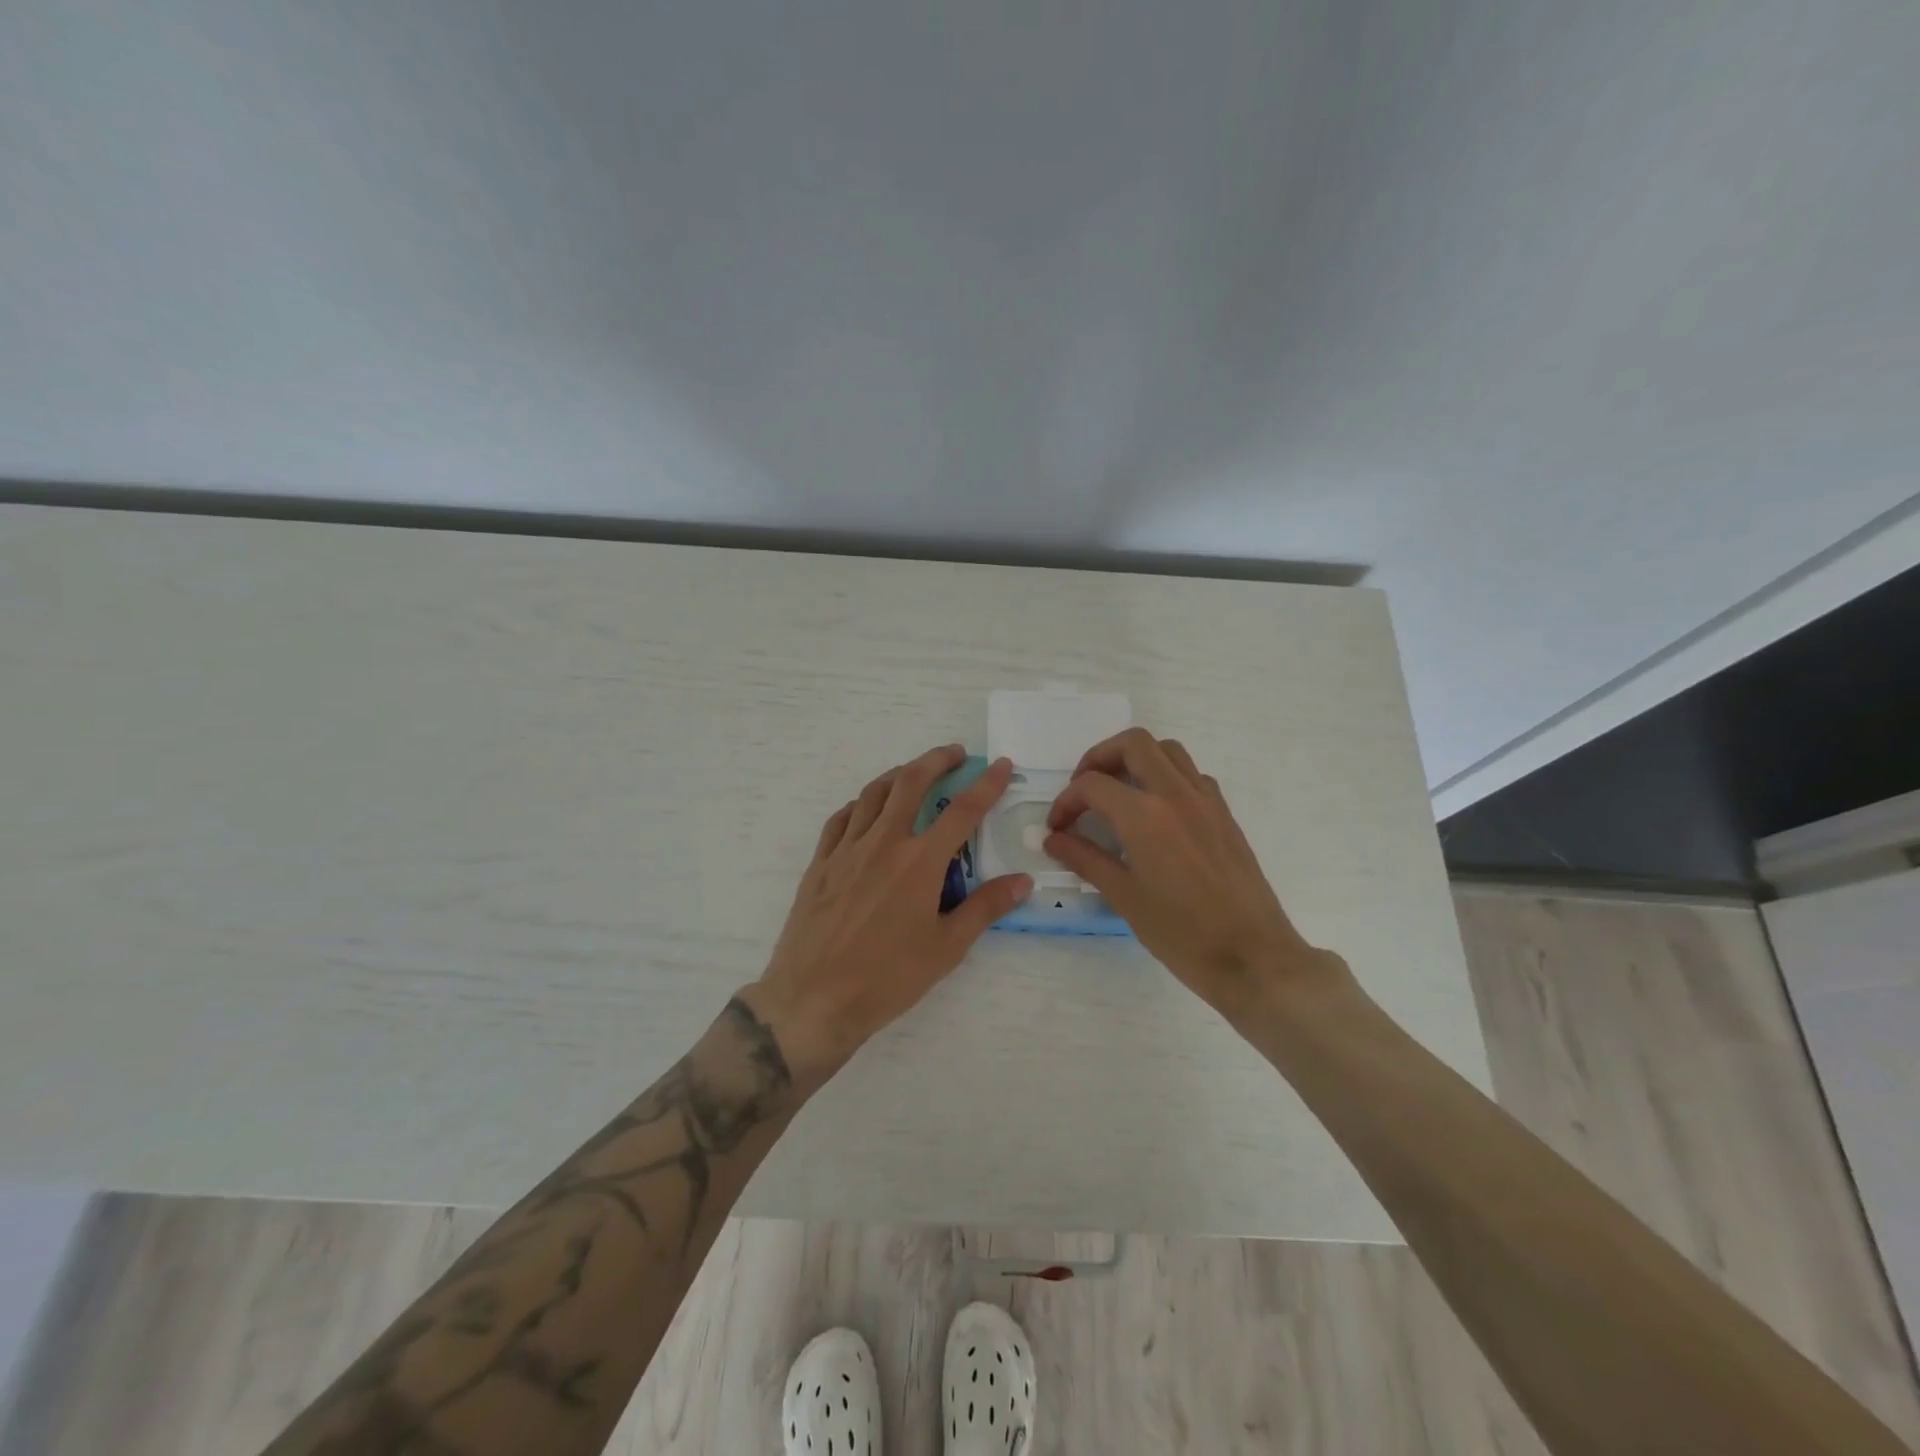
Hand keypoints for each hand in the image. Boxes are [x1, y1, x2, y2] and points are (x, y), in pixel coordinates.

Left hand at [746, 745, 1032, 1078]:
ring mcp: (846, 850)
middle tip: (955, 754)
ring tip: (914, 773)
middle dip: (936, 760)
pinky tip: (867, 810)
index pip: (962, 811)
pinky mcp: (821, 863)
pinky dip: (860, 804)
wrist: (813, 1000)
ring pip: (873, 793)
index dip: (986, 784)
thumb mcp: (946, 948)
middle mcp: (883, 843)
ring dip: (898, 775)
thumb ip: (985, 908)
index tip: (1001, 765)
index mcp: (919, 862)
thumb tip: (1022, 881)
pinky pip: (841, 819)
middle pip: (911, 783)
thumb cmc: (887, 978)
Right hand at [1043, 728, 1348, 1020]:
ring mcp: (1206, 801)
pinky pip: (1191, 775)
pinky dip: (1166, 777)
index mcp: (1145, 816)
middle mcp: (1176, 794)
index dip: (1066, 802)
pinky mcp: (1225, 814)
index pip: (1092, 785)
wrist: (1253, 957)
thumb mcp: (1124, 898)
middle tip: (1084, 789)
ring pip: (1167, 751)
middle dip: (1099, 757)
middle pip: (1133, 744)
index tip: (1058, 828)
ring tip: (1118, 792)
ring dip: (1136, 759)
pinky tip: (1156, 812)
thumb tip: (1054, 840)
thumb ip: (1085, 860)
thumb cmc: (1182, 934)